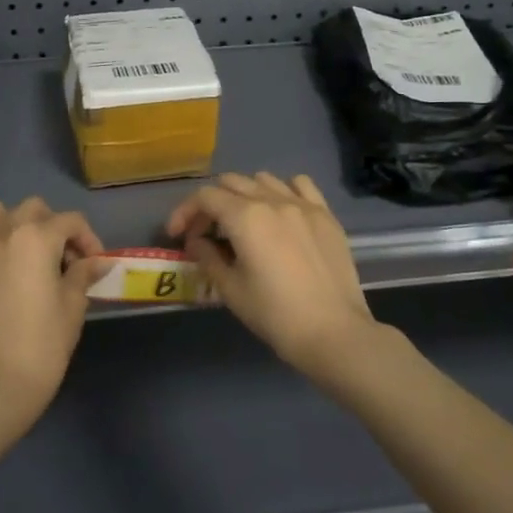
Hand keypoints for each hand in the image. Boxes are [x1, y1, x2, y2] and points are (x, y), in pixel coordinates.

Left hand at [0, 198, 102, 435]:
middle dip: (51, 227)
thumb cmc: (44, 345)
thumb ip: (83, 274)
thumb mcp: (73, 307)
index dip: (88, 239)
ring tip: (17, 251)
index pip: (71, 221)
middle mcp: (2, 232)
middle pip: (33, 209)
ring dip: (8, 223)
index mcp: (37, 238)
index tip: (92, 263)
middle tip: (58, 259)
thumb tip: (97, 261)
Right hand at [168, 173, 377, 377]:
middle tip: (206, 233)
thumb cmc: (276, 315)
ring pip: (263, 179)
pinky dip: (283, 190)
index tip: (177, 235)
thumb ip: (207, 256)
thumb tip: (196, 241)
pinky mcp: (326, 214)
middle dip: (211, 204)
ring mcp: (303, 204)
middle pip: (231, 182)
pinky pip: (300, 185)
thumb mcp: (231, 290)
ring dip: (244, 194)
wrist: (334, 333)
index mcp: (245, 217)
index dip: (185, 212)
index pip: (205, 197)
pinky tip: (280, 212)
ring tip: (242, 222)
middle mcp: (273, 200)